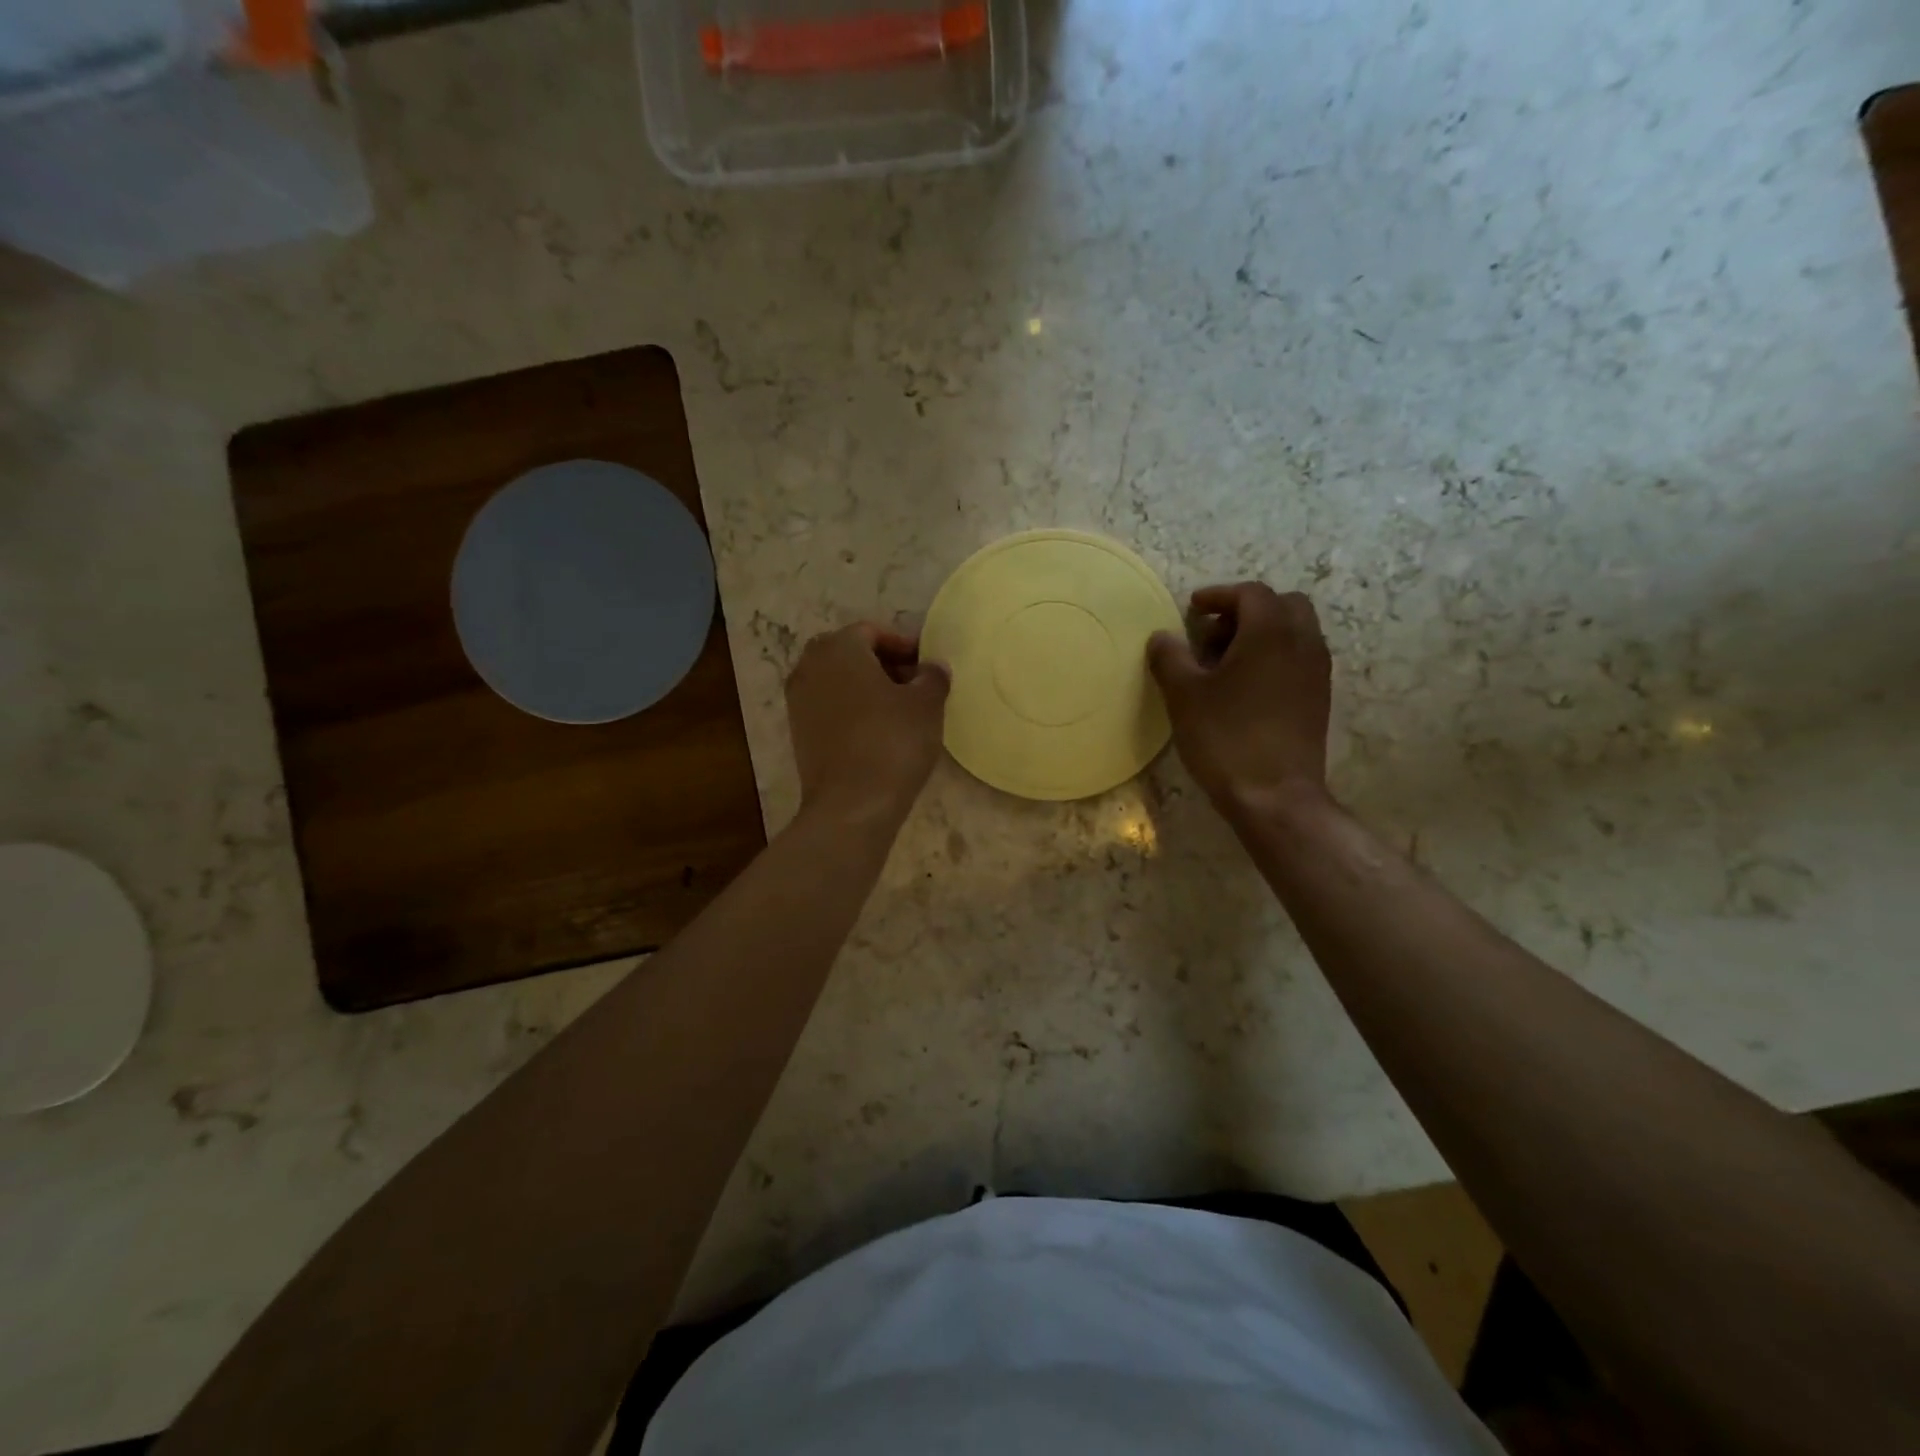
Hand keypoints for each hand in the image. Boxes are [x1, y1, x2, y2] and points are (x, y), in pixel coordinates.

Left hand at [786, 623, 950, 822]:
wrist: (851, 805)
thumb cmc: (892, 743)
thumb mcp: (926, 704)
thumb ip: (932, 677)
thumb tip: (932, 668)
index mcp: (839, 648)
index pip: (871, 632)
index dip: (903, 645)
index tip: (926, 666)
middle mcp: (809, 667)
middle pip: (850, 653)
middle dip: (882, 664)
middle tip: (914, 685)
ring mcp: (798, 701)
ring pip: (837, 681)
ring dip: (867, 688)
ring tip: (899, 711)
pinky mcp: (798, 733)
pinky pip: (829, 708)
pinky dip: (852, 711)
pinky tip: (878, 733)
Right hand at [1147, 583, 1332, 819]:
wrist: (1275, 795)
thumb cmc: (1225, 737)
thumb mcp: (1184, 695)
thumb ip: (1170, 657)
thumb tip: (1162, 637)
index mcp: (1271, 632)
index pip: (1250, 593)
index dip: (1218, 595)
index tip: (1192, 609)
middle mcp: (1303, 642)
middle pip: (1282, 605)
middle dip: (1246, 611)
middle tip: (1212, 634)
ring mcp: (1317, 672)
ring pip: (1294, 632)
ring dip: (1262, 634)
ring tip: (1225, 662)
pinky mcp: (1319, 698)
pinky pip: (1299, 658)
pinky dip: (1274, 657)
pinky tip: (1245, 687)